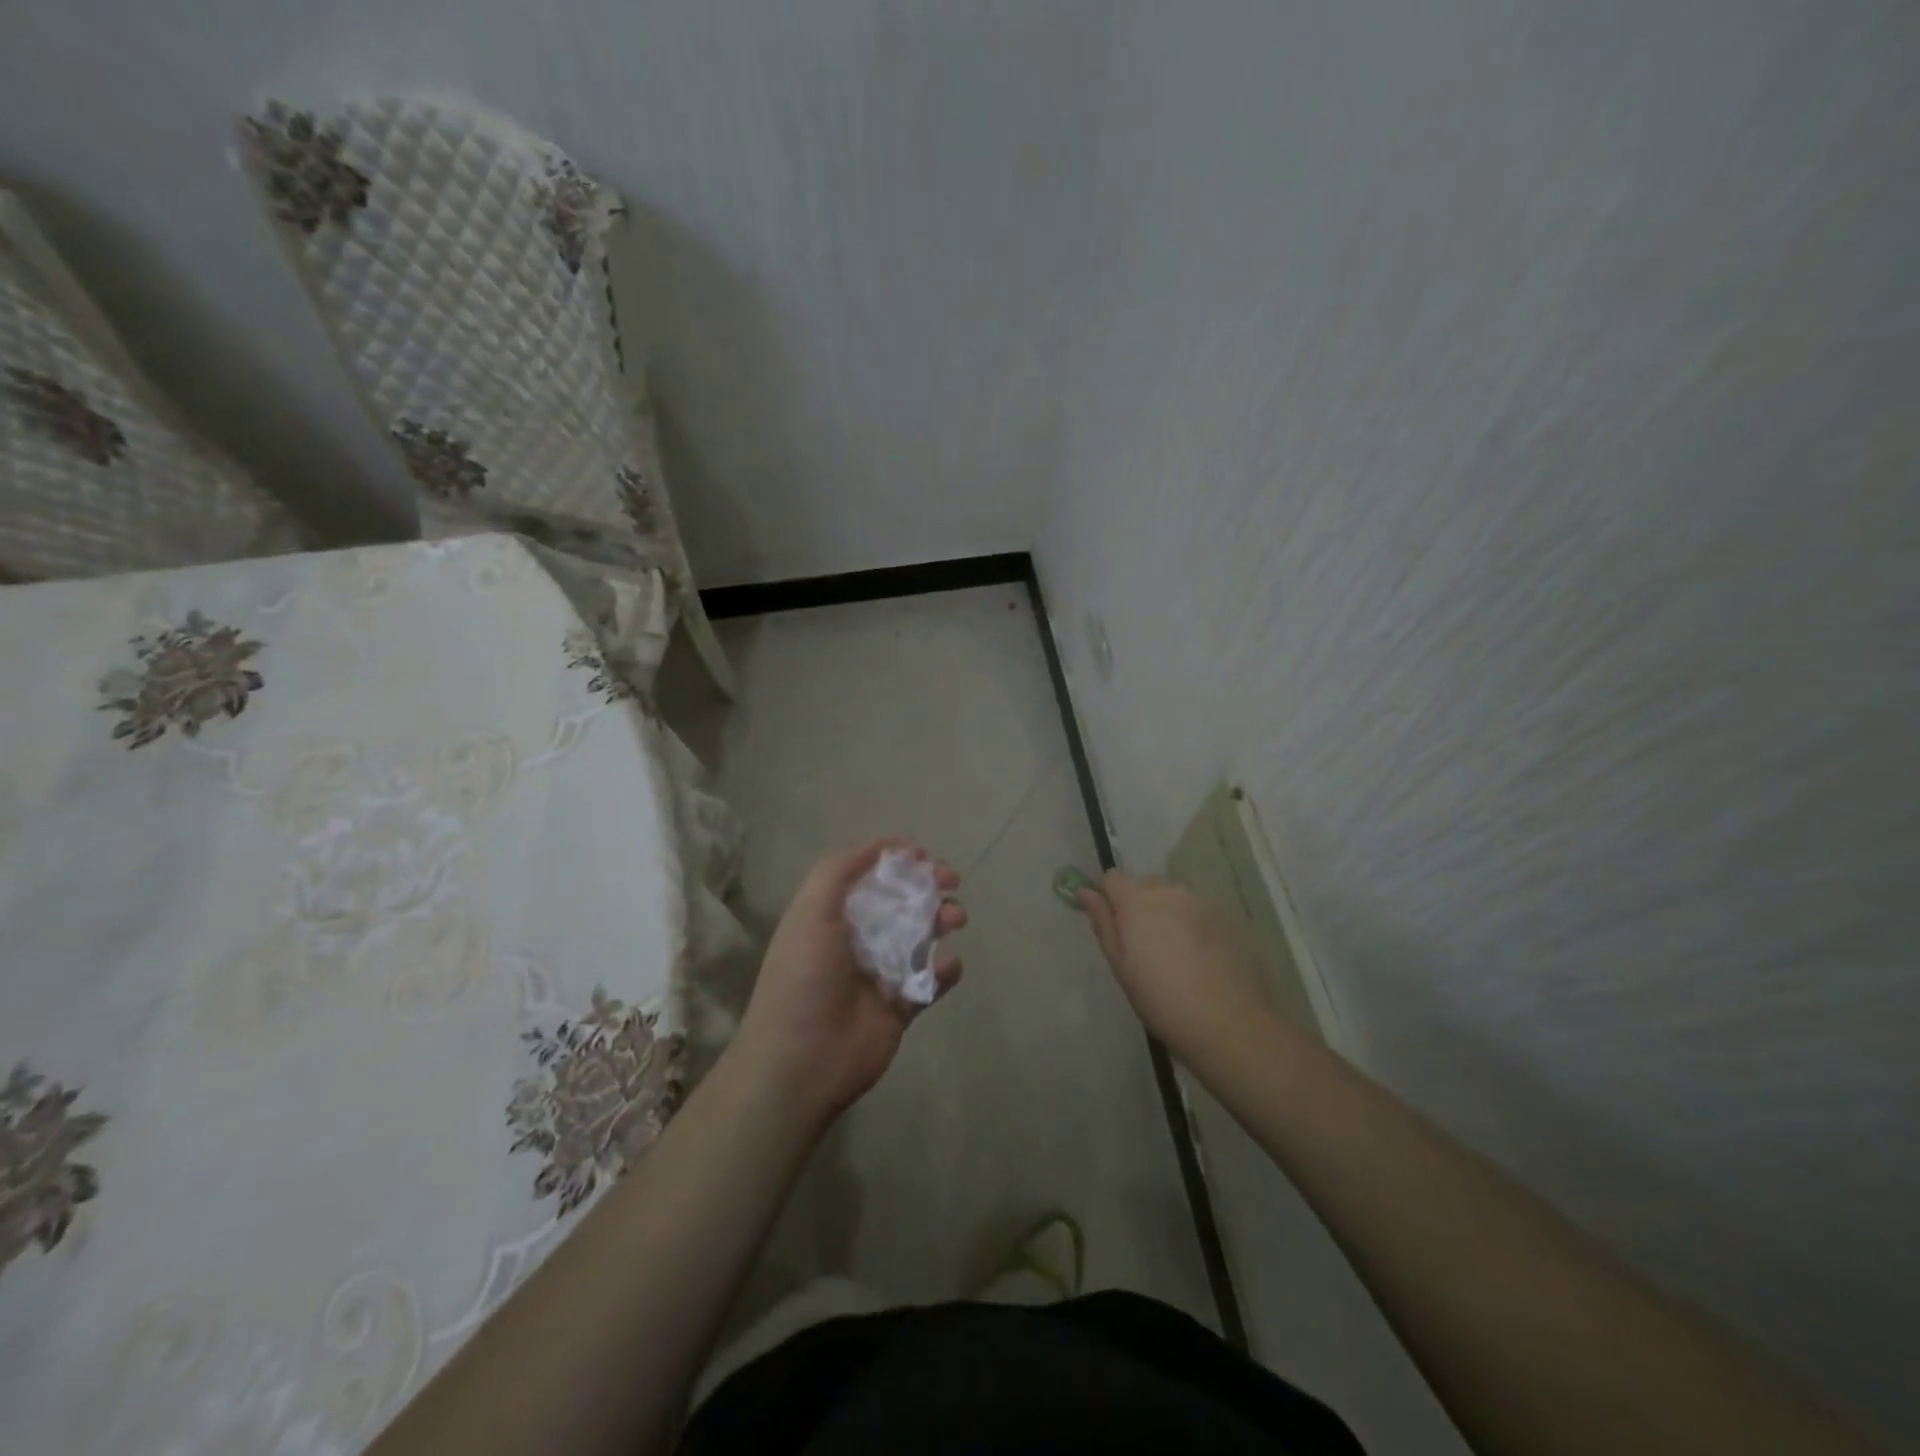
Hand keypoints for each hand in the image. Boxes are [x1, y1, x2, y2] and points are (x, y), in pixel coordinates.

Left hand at [734, 840, 963, 1125]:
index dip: (896, 862)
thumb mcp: (811, 911)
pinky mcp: (900, 1008)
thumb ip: (841, 871)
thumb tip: (883, 847)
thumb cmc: (804, 977)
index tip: (922, 855)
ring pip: (921, 938)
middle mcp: (856, 941)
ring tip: (955, 920)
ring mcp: (880, 974)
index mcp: (831, 916)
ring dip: (941, 921)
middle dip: (927, 887)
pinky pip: (930, 982)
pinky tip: (948, 965)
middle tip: (951, 881)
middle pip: (900, 903)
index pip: (869, 878)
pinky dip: (945, 971)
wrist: (801, 1062)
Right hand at [1076, 872, 1266, 1065]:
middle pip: (1143, 885)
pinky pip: (1195, 912)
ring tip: (1172, 955)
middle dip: (1137, 906)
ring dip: (1165, 915)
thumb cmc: (1159, 997)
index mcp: (1136, 898)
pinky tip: (1197, 959)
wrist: (1225, 1021)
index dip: (1107, 898)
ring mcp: (1200, 902)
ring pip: (1171, 898)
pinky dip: (1190, 926)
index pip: (1111, 878)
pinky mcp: (1224, 918)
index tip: (1113, 927)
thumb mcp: (1119, 963)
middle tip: (1141, 947)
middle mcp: (1168, 890)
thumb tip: (1084, 891)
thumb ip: (1102, 921)